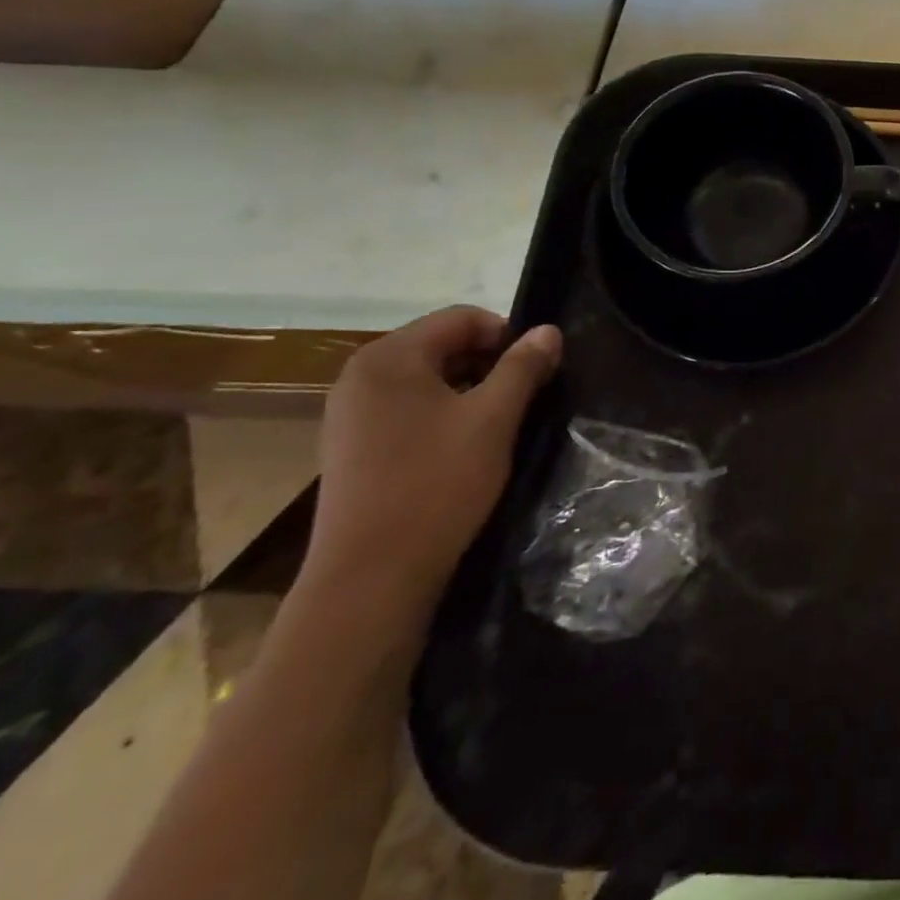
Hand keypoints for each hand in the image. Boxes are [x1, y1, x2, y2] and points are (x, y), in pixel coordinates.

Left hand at [300, 306, 562, 627]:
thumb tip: (548, 331)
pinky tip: (462, 449)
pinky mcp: (351, 448)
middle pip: (441, 345)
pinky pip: (407, 409)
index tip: (535, 369)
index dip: (506, 335)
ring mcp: (350, 414)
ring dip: (468, 390)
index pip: (461, 318)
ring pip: (427, 379)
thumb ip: (523, 367)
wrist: (369, 580)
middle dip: (489, 363)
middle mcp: (361, 376)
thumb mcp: (493, 420)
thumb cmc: (435, 485)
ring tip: (497, 425)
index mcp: (389, 358)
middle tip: (522, 398)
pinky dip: (442, 414)